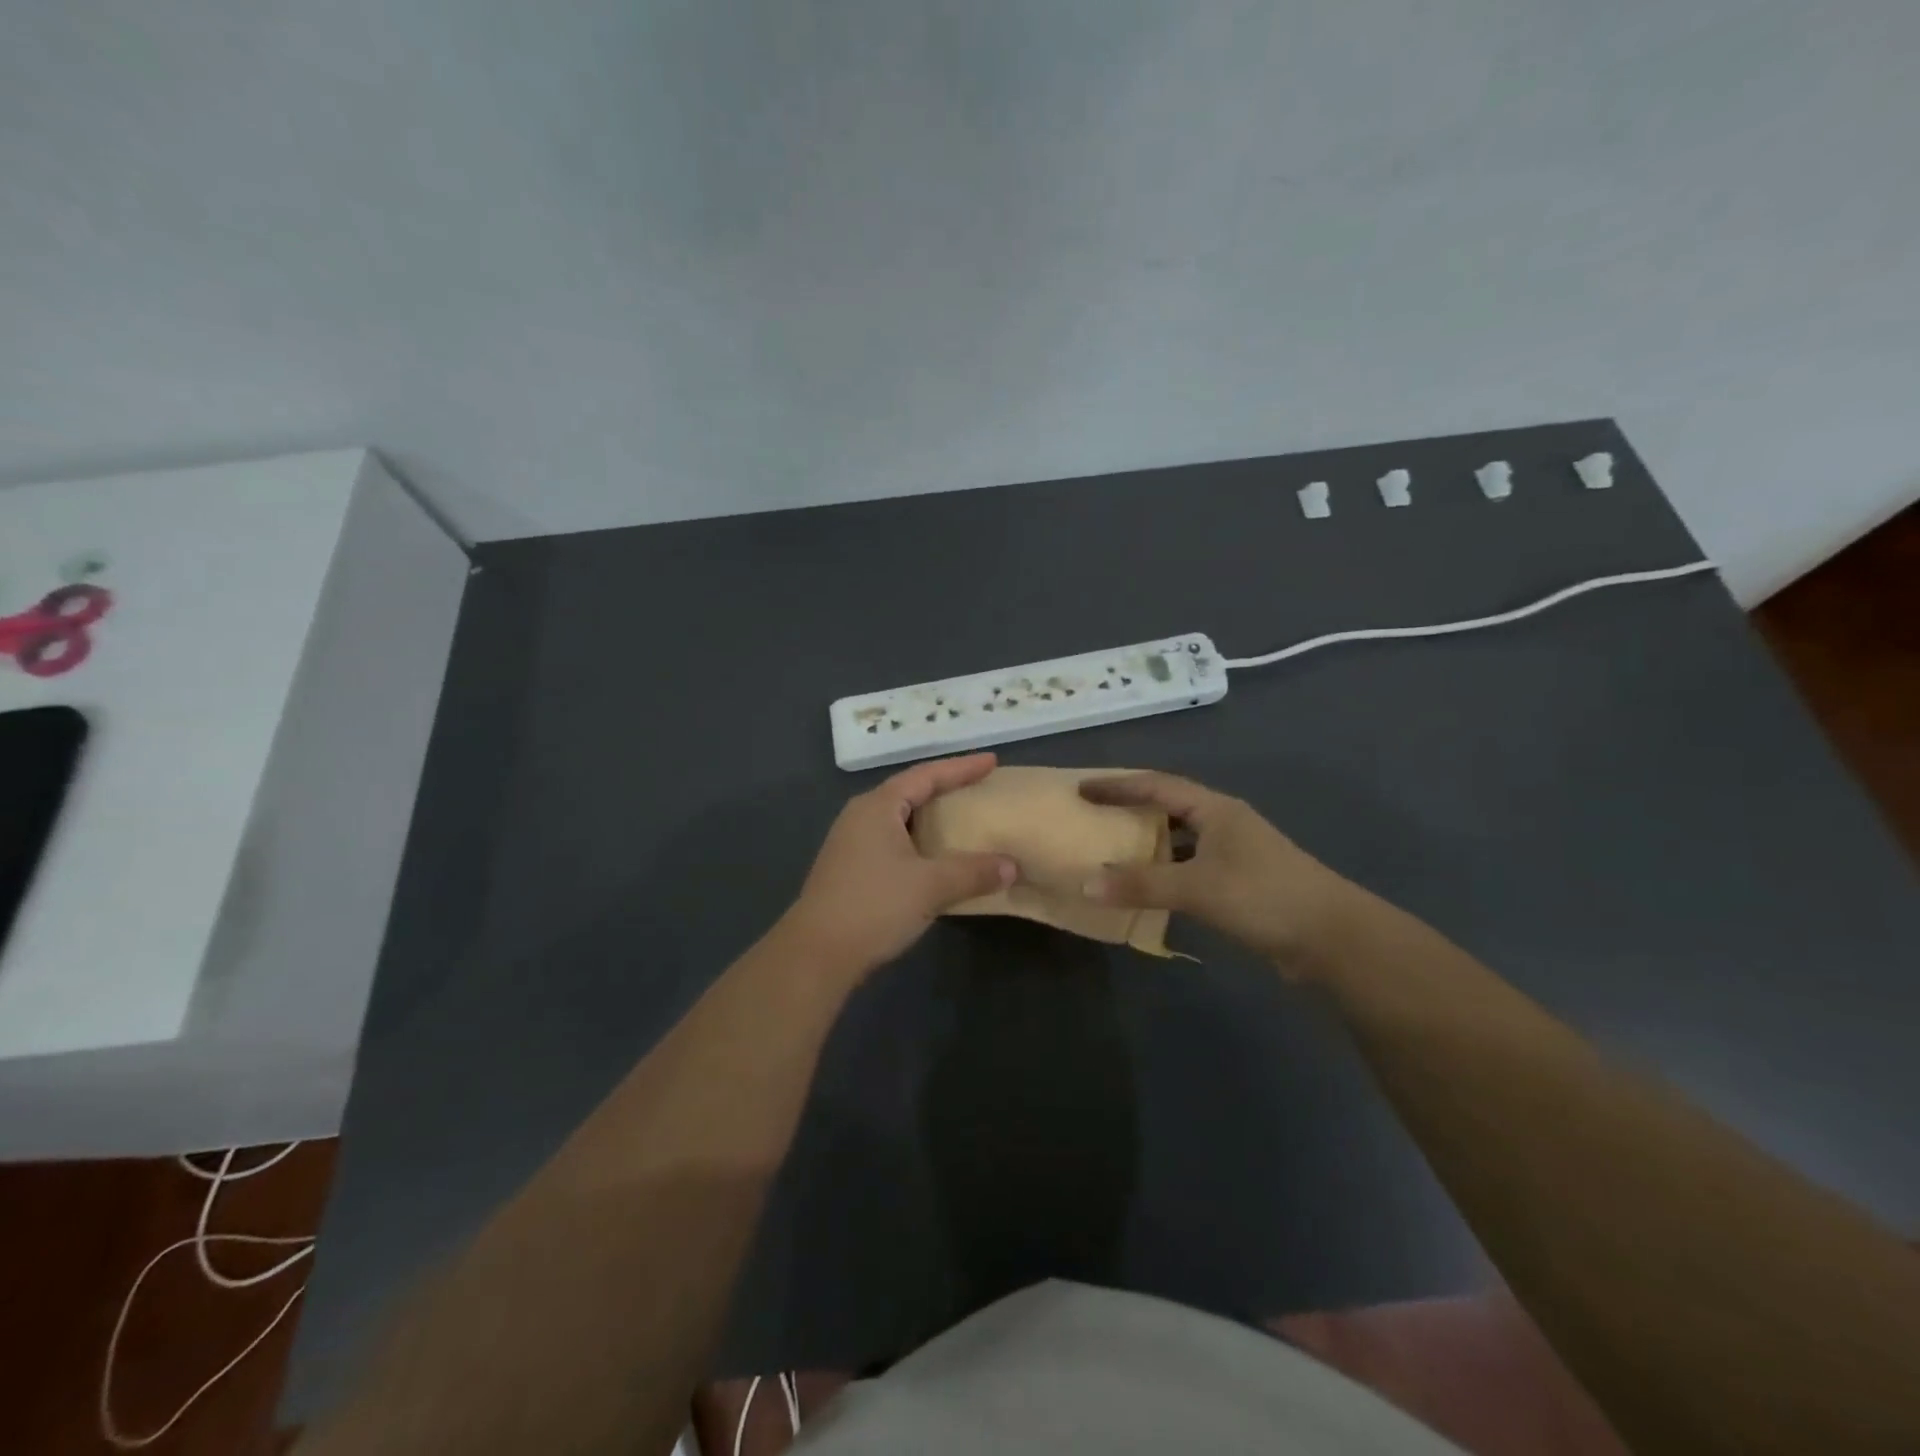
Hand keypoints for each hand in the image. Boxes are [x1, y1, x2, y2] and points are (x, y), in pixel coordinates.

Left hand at [779, 753, 1016, 976]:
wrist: (816, 954)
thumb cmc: (874, 906)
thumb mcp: (930, 886)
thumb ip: (973, 872)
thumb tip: (1011, 866)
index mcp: (877, 806)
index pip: (926, 775)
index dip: (960, 768)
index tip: (991, 761)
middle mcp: (860, 816)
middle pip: (909, 792)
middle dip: (944, 788)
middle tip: (978, 787)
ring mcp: (850, 843)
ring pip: (898, 819)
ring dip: (930, 818)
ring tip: (960, 819)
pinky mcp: (848, 869)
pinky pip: (891, 841)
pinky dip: (918, 841)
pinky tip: (933, 858)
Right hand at [1079, 771, 1359, 972]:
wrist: (1332, 937)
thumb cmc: (1263, 896)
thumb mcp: (1197, 887)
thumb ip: (1142, 884)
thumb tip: (1086, 883)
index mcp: (1215, 809)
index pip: (1156, 786)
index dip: (1118, 785)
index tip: (1082, 789)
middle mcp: (1224, 823)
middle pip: (1169, 807)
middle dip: (1131, 809)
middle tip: (1094, 816)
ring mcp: (1236, 852)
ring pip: (1181, 838)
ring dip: (1149, 842)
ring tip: (1112, 849)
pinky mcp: (1241, 881)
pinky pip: (1191, 866)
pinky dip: (1166, 871)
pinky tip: (1149, 888)